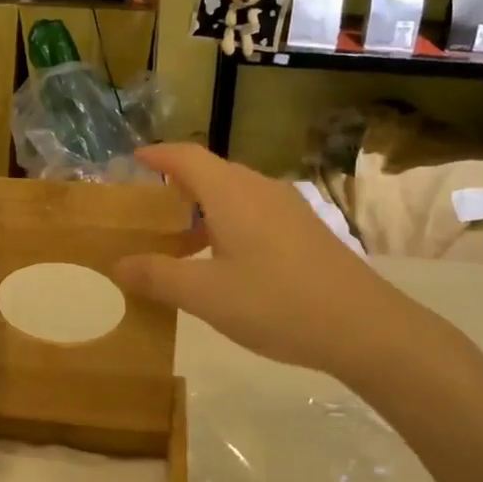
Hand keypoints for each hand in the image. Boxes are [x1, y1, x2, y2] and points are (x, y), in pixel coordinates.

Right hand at [113, 143, 414, 381]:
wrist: (363, 327)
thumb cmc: (277, 303)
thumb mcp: (206, 295)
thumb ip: (158, 276)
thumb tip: (119, 264)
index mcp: (231, 193)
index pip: (186, 156)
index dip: (157, 155)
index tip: (132, 159)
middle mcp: (260, 190)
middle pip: (210, 172)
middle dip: (176, 185)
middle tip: (147, 209)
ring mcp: (288, 209)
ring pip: (234, 195)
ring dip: (202, 209)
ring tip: (179, 241)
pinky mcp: (305, 231)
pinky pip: (254, 213)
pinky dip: (227, 224)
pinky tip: (223, 262)